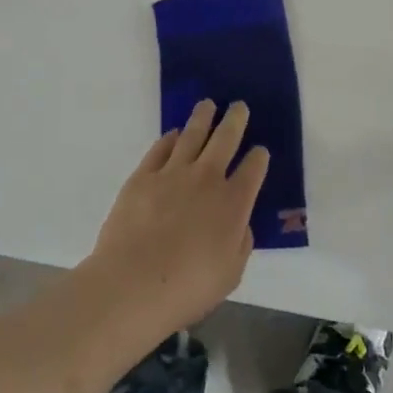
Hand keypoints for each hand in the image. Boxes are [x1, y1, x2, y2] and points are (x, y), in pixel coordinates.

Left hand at [86, 100, 269, 333]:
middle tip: (238, 106)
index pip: (253, 169)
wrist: (133, 284)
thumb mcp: (231, 273)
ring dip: (202, 118)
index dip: (259, 158)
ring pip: (192, 135)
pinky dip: (170, 138)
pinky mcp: (143, 176)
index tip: (260, 152)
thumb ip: (240, 243)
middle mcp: (207, 178)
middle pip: (225, 139)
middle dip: (235, 120)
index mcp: (234, 202)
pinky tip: (174, 134)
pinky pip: (160, 149)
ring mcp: (172, 173)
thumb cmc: (188, 288)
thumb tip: (239, 224)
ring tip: (207, 105)